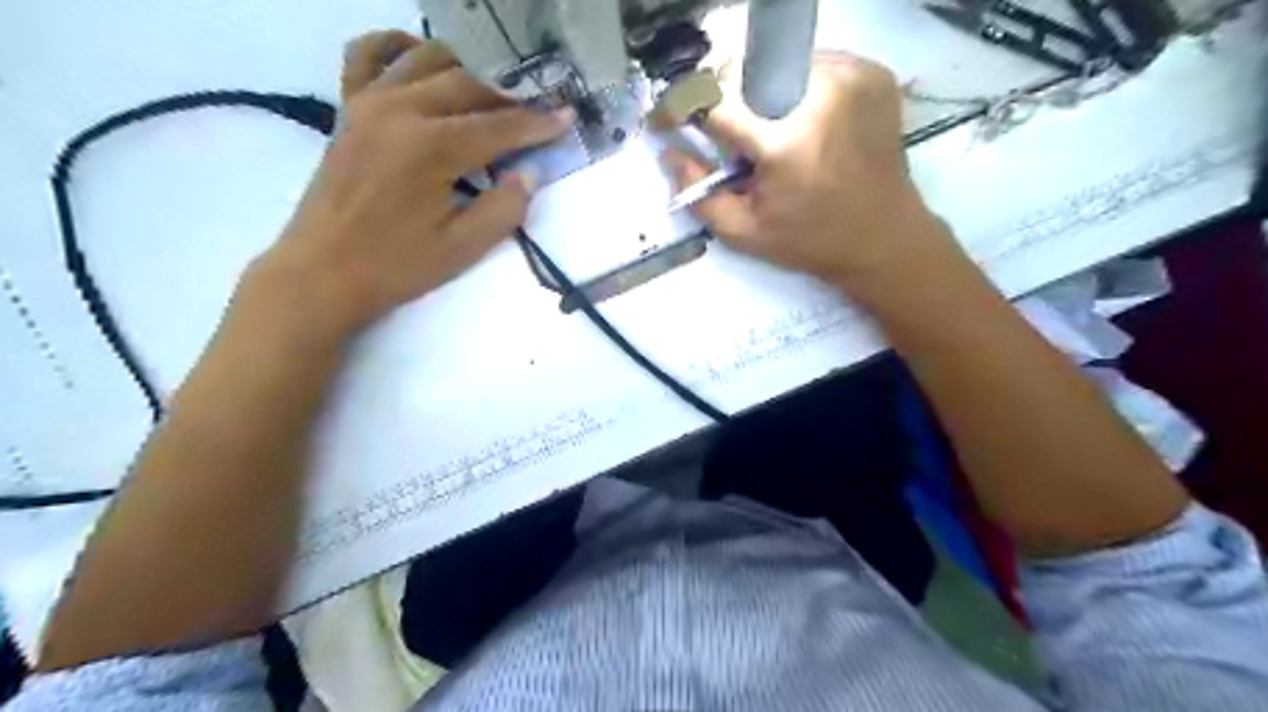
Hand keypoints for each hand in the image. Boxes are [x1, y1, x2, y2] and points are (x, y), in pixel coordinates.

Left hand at [253, 32, 573, 336]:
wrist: (323, 272)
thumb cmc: (396, 265)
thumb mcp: (463, 247)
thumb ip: (504, 208)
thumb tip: (528, 173)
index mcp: (431, 147)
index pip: (498, 126)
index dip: (537, 123)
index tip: (567, 117)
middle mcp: (399, 109)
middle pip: (467, 85)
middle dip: (508, 99)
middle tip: (535, 116)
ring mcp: (368, 101)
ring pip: (427, 59)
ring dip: (466, 72)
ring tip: (489, 98)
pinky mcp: (348, 107)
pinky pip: (368, 54)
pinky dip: (399, 48)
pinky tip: (420, 63)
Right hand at [678, 50, 956, 290]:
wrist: (883, 236)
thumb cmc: (809, 240)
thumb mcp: (743, 232)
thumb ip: (698, 192)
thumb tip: (668, 150)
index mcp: (784, 140)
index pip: (713, 99)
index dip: (681, 106)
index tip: (668, 120)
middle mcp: (819, 94)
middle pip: (742, 69)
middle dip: (719, 97)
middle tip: (720, 130)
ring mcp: (851, 76)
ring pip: (776, 60)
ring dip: (755, 88)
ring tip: (762, 127)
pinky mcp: (871, 72)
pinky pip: (811, 61)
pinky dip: (792, 83)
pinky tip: (796, 117)